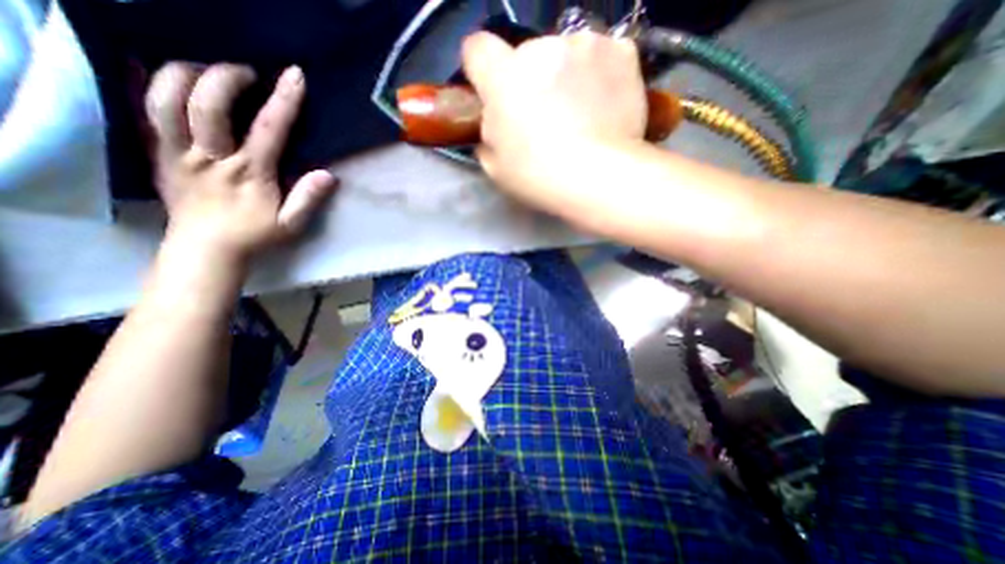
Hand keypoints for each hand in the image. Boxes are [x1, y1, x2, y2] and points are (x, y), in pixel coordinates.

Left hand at [144, 62, 334, 263]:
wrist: (206, 249)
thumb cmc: (255, 235)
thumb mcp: (292, 224)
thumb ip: (308, 199)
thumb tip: (328, 175)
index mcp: (250, 173)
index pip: (268, 129)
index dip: (284, 100)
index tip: (294, 75)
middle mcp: (211, 157)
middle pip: (207, 104)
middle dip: (226, 77)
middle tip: (246, 72)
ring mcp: (179, 153)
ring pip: (165, 101)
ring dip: (183, 75)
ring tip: (204, 69)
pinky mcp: (159, 155)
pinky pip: (144, 112)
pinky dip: (149, 86)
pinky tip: (167, 79)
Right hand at [460, 30, 643, 213]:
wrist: (598, 178)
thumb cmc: (539, 178)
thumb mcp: (496, 167)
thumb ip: (488, 135)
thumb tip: (495, 123)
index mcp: (503, 78)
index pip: (477, 49)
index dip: (483, 71)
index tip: (494, 93)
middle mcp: (541, 49)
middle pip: (527, 55)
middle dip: (530, 80)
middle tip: (545, 117)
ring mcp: (584, 45)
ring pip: (566, 54)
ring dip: (566, 76)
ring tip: (579, 115)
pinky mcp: (620, 51)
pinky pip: (602, 55)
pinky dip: (600, 74)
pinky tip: (604, 105)